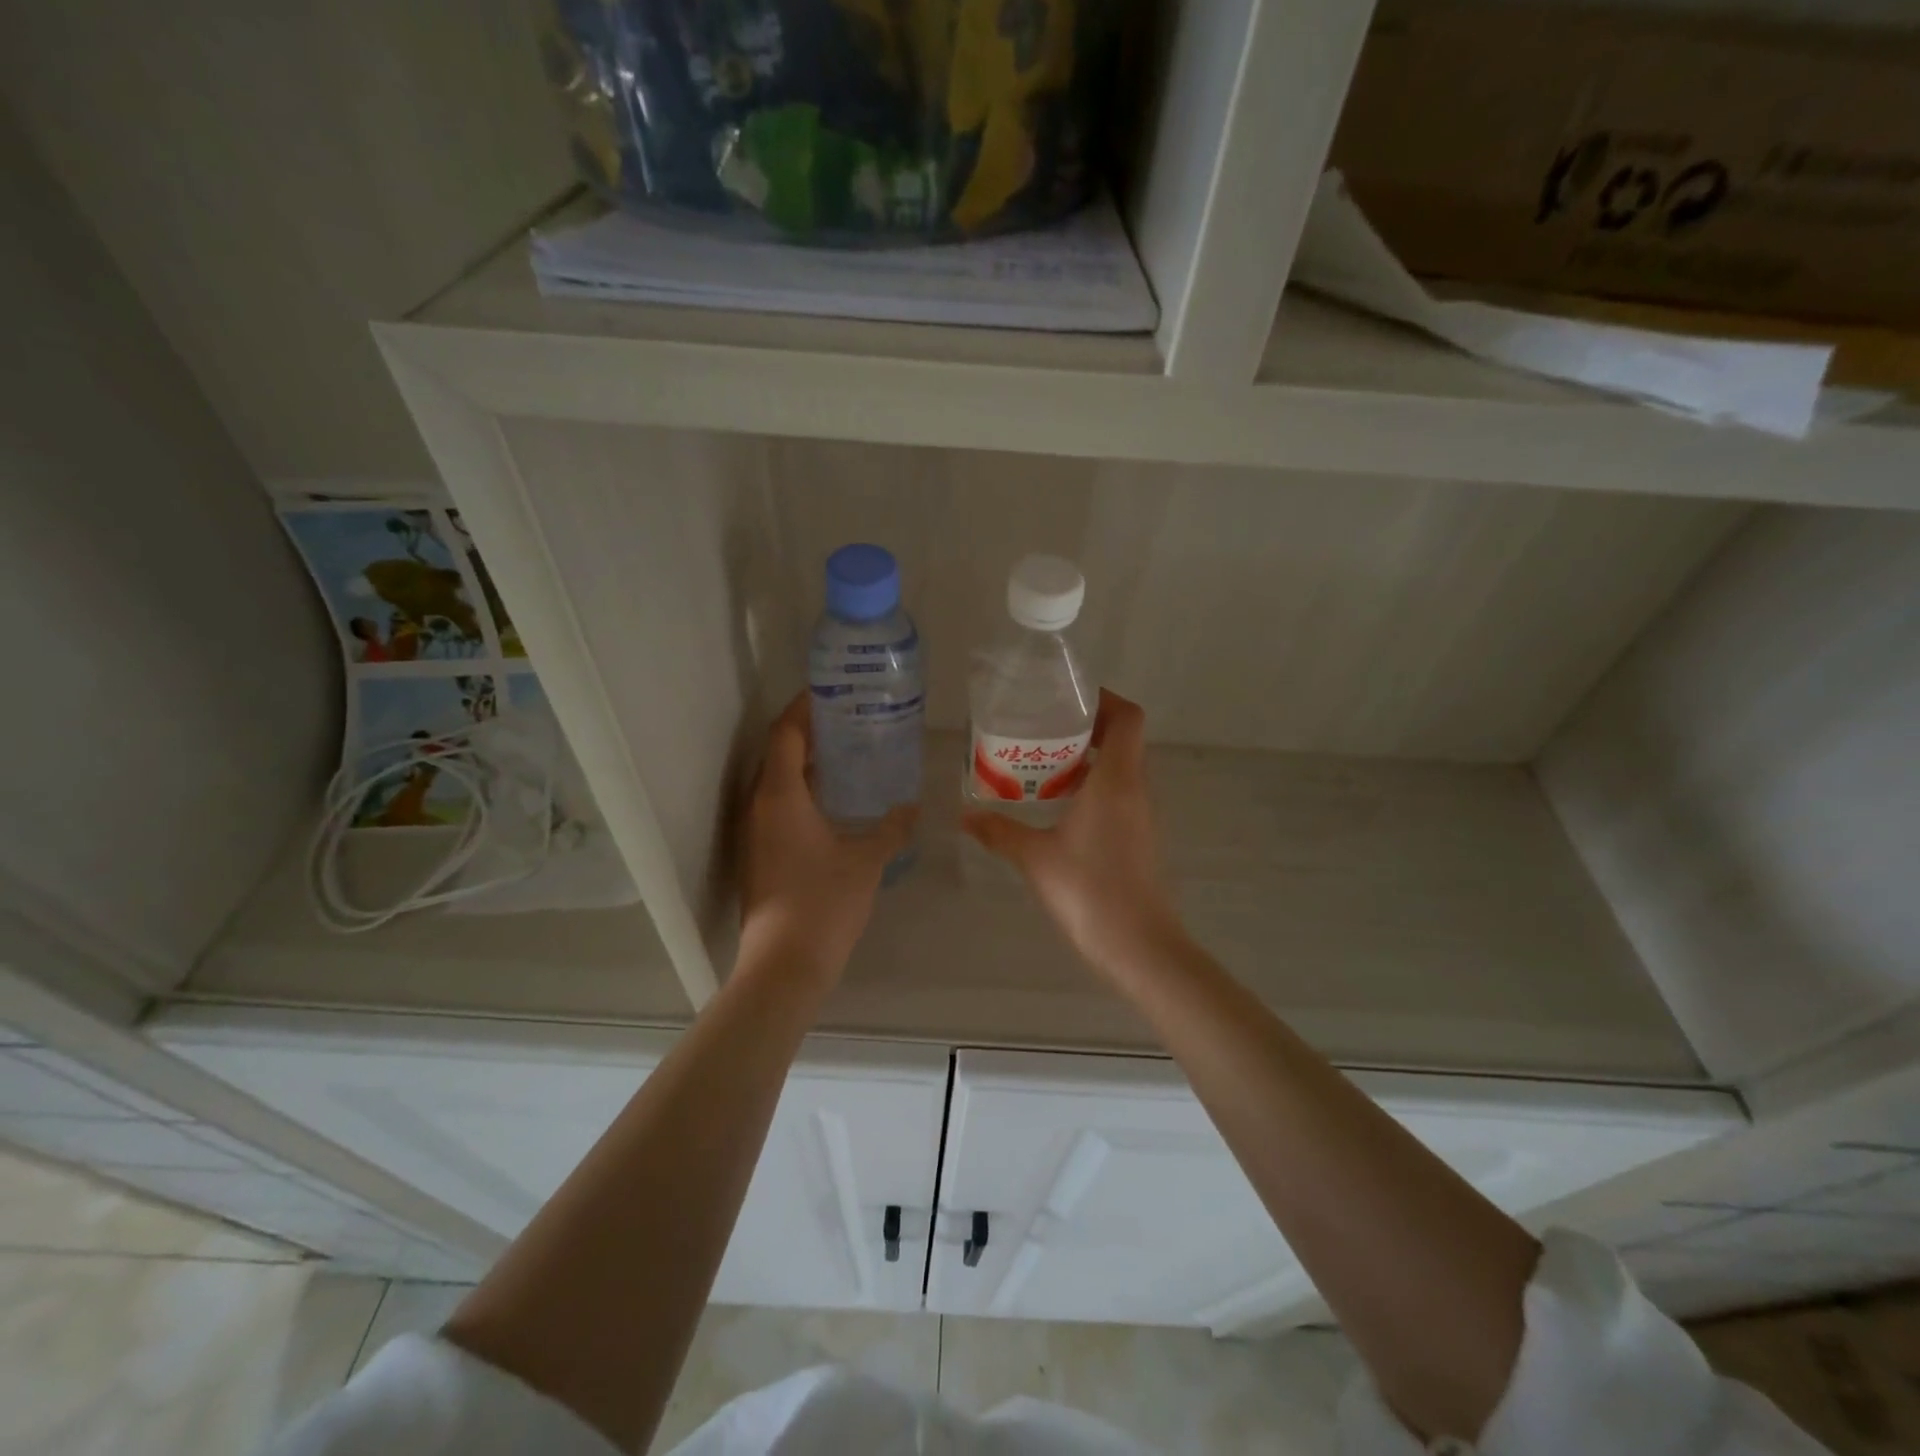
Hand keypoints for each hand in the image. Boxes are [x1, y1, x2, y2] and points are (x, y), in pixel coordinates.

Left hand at [740, 695, 915, 978]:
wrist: (784, 964)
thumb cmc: (824, 902)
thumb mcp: (867, 861)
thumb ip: (891, 829)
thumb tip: (911, 808)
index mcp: (781, 795)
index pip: (786, 733)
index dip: (805, 708)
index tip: (831, 693)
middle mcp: (760, 806)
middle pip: (779, 753)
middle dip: (811, 733)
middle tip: (850, 722)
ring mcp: (756, 833)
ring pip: (778, 782)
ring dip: (807, 765)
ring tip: (848, 756)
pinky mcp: (760, 855)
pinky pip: (779, 807)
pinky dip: (804, 793)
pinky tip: (835, 804)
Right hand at [962, 690, 1185, 977]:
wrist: (1138, 945)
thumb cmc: (1088, 890)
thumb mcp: (1034, 856)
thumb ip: (998, 831)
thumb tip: (964, 816)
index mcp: (1116, 780)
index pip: (1127, 718)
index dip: (1104, 700)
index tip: (1069, 701)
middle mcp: (1136, 789)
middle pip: (1124, 739)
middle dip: (1088, 727)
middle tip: (1045, 731)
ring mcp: (1142, 815)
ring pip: (1123, 767)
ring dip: (1090, 758)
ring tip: (1045, 765)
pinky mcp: (1140, 837)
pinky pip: (1120, 794)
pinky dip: (1095, 786)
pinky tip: (1060, 806)